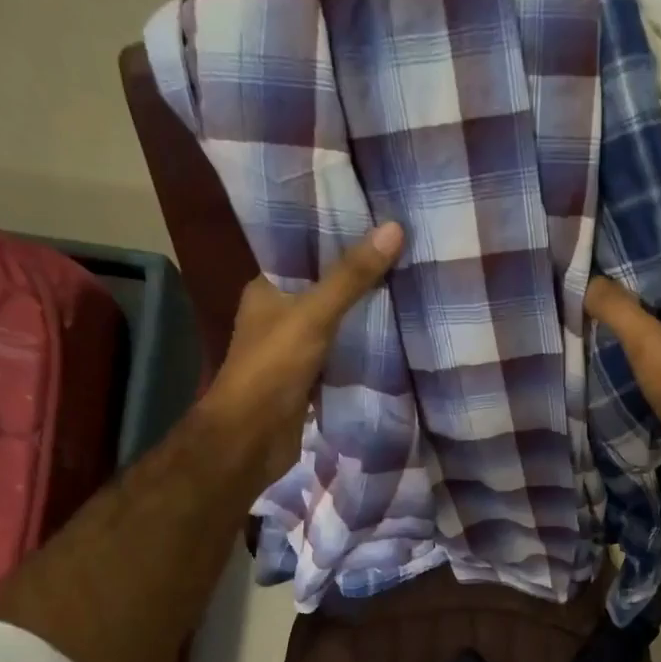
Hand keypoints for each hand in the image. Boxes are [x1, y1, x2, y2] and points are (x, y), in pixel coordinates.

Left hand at [197, 221, 405, 490]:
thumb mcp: (313, 315)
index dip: (337, 236)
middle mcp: (278, 317)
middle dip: (358, 278)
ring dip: (363, 317)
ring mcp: (293, 352)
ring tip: (407, 290)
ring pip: (335, 326)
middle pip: (324, 290)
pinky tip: (393, 339)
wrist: (252, 438)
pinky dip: (362, 352)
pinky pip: (341, 358)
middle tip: (404, 255)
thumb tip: (394, 228)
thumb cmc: (272, 368)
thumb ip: (351, 277)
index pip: (304, 252)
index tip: (377, 223)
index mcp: (266, 290)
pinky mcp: (309, 382)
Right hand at [584, 279, 660, 501]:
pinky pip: (647, 394)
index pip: (658, 291)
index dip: (629, 283)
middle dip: (619, 324)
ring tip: (581, 355)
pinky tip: (601, 394)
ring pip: (648, 362)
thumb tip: (588, 281)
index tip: (593, 284)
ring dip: (620, 360)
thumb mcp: (647, 340)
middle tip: (578, 321)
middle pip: (651, 327)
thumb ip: (618, 310)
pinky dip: (627, 392)